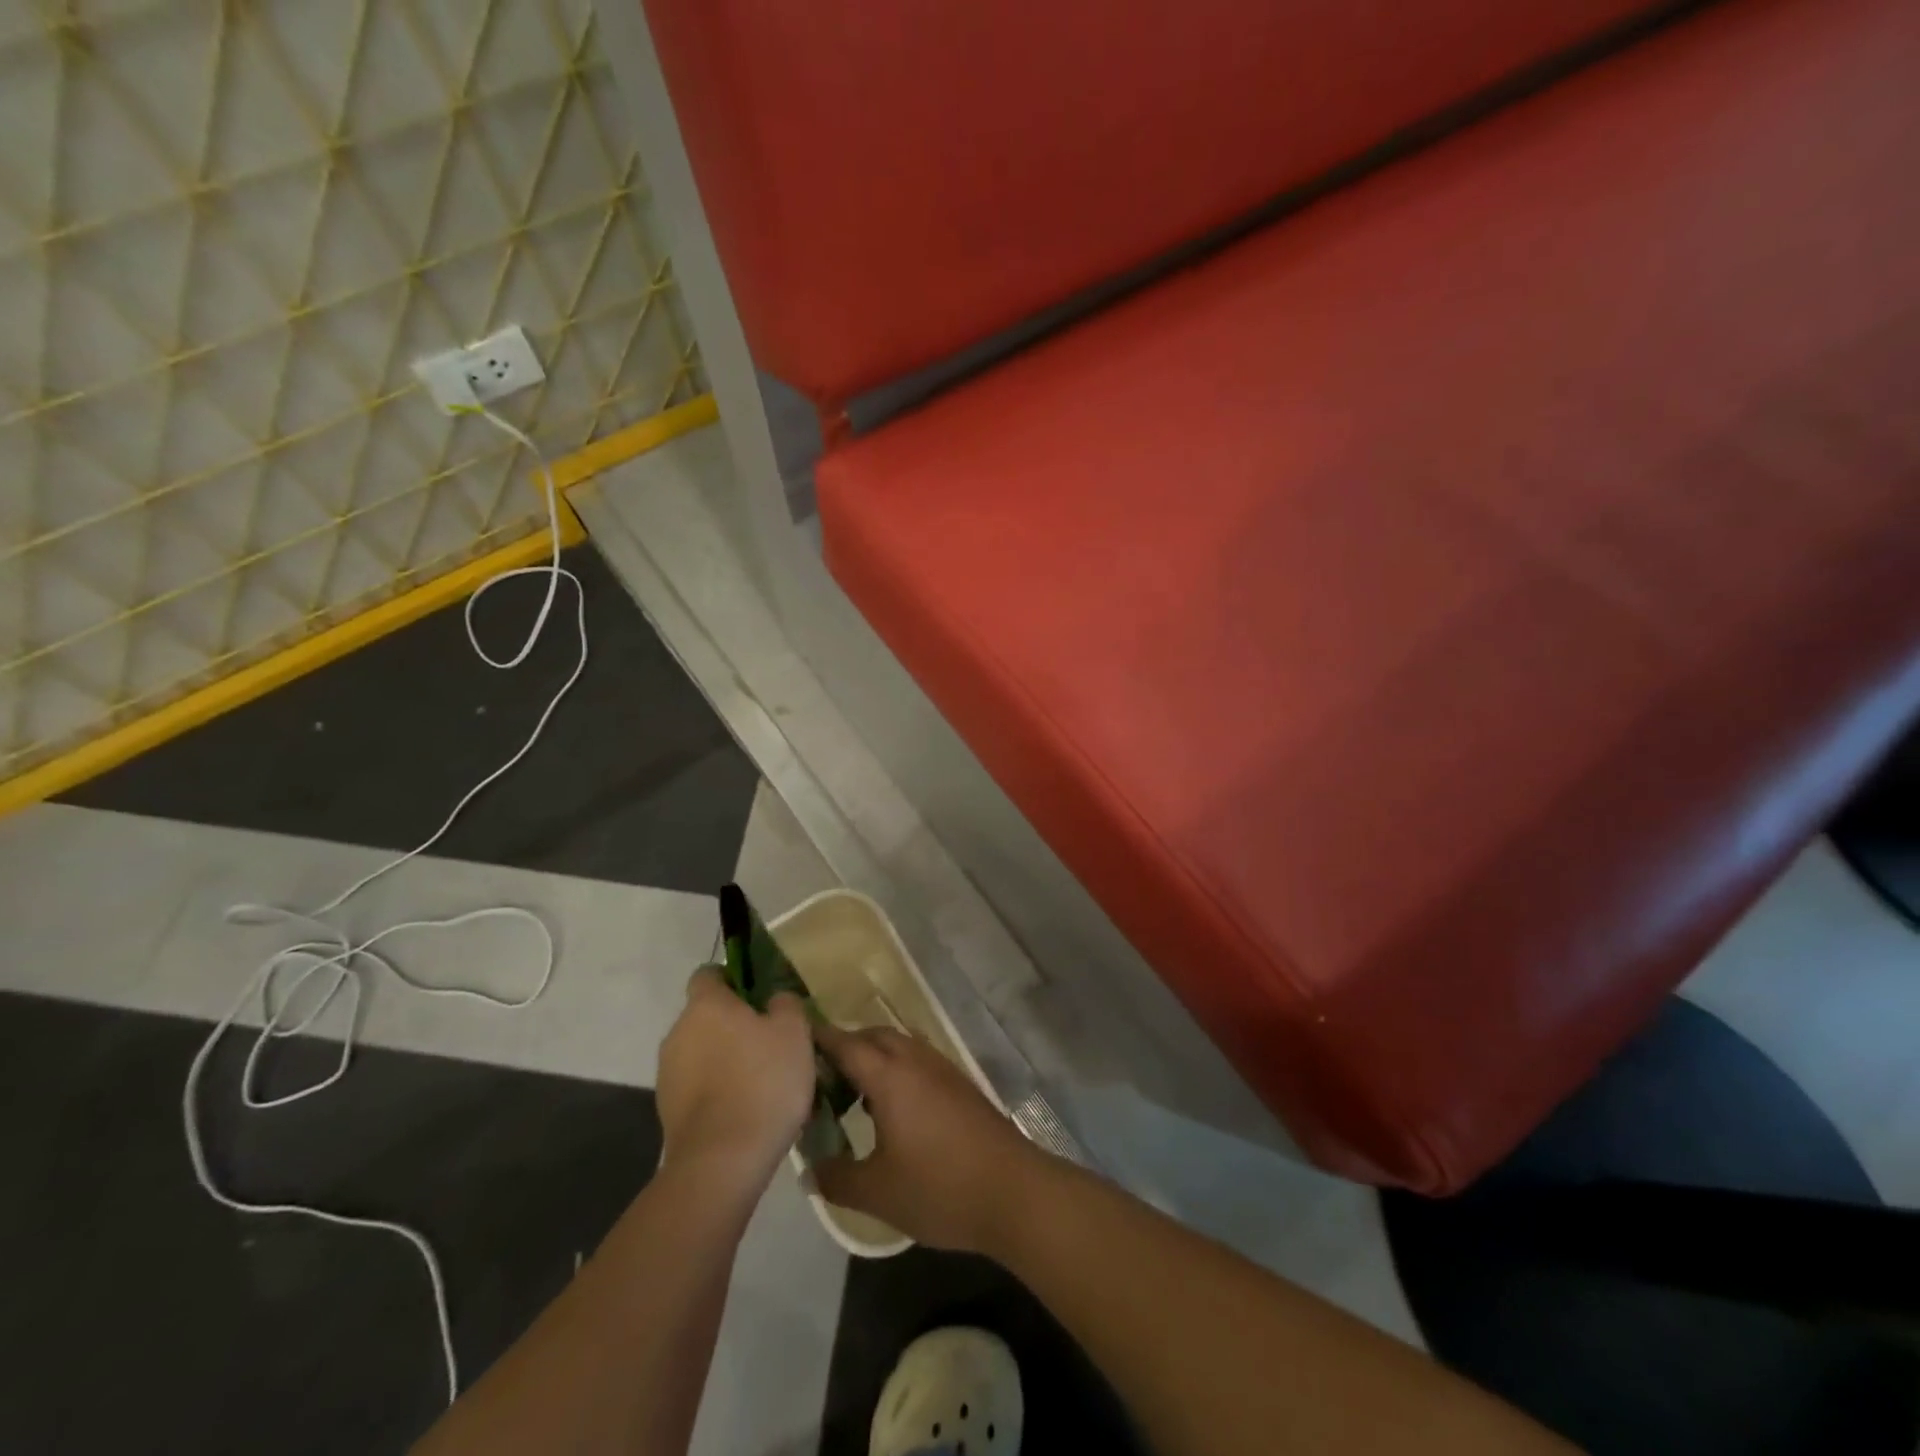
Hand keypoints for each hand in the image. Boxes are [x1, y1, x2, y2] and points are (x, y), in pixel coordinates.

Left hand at [656, 968, 816, 1190]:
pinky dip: (717, 1089)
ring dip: (725, 1058)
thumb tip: (774, 999)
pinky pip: (697, 1086)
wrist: (722, 1161)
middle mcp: (678, 1032)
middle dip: (733, 1023)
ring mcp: (668, 1073)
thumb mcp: (794, 1032)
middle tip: (770, 1040)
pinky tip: (745, 1108)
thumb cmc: (763, 1082)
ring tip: (761, 1080)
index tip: (758, 995)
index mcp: (706, 1005)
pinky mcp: (667, 1110)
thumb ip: (785, 1004)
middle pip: (705, 1015)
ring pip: (701, 1052)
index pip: (708, 973)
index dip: (732, 978)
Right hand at [812, 1025, 1045, 1253]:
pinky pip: (918, 1060)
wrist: (1013, 1190)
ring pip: (899, 1046)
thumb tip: (811, 1168)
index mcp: (890, 1076)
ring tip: (852, 1093)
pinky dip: (897, 1069)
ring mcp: (942, 1069)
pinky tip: (892, 1108)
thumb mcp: (877, 1192)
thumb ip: (837, 1178)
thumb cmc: (939, 1188)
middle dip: (846, 1046)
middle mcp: (915, 1061)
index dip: (818, 1039)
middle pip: (874, 1036)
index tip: (793, 1038)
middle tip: (820, 1077)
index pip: (846, 1044)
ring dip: (874, 1057)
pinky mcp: (960, 1084)